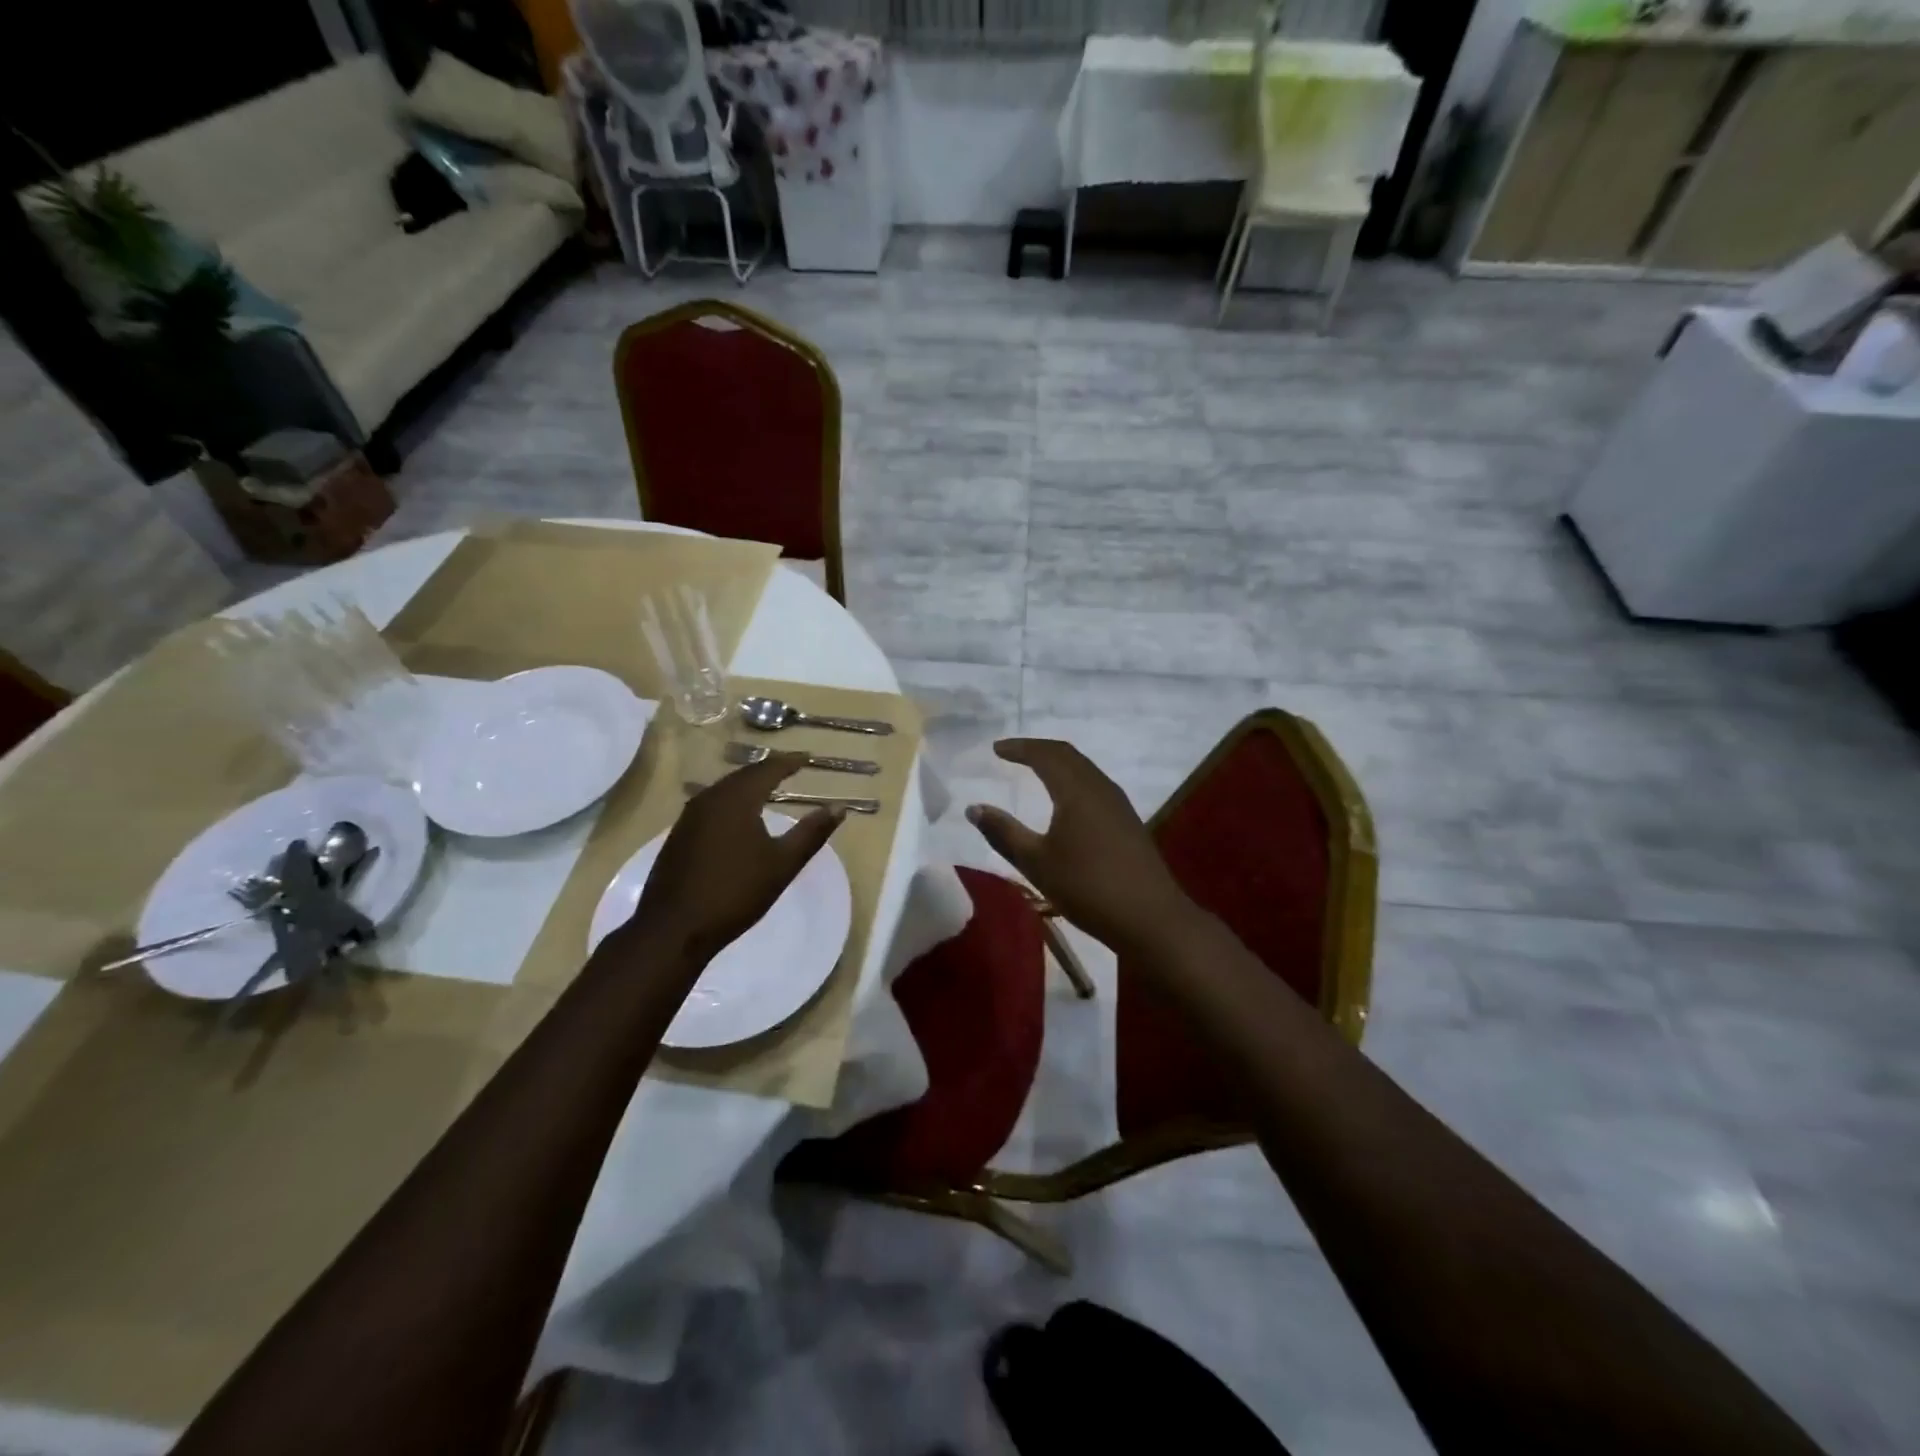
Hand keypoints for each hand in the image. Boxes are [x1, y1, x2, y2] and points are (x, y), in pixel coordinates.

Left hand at [626, 755, 843, 962]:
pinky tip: (739, 816)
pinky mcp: (679, 835)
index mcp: (736, 799)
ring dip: (748, 785)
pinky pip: (711, 805)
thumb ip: (811, 833)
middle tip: (790, 768)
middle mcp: (709, 799)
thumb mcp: (782, 864)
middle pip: (744, 775)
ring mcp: (689, 817)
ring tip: (769, 788)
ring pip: (725, 789)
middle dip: (768, 770)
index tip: (808, 757)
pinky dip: (732, 801)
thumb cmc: (734, 893)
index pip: (768, 769)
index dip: (790, 762)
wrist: (673, 929)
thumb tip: (839, 808)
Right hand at [967, 738, 1196, 954]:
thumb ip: (1003, 832)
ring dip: (1058, 764)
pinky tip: (1066, 801)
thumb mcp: (1036, 862)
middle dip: (1038, 750)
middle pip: (1068, 755)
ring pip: (1084, 769)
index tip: (996, 748)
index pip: (1045, 754)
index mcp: (1076, 790)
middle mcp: (1100, 788)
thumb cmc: (1087, 887)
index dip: (1019, 748)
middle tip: (1013, 753)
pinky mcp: (1128, 822)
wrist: (1150, 918)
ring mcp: (1119, 804)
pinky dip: (1073, 780)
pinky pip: (1095, 785)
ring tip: (1036, 770)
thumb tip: (974, 808)